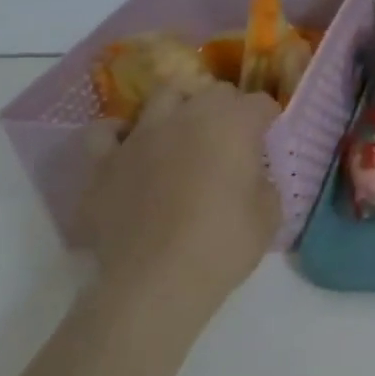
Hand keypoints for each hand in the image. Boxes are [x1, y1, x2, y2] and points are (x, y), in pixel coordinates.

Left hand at [78, 81, 281, 313]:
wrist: (154, 284)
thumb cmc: (222, 246)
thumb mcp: (269, 216)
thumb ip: (264, 184)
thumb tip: (252, 177)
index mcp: (233, 124)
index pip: (260, 103)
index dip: (268, 120)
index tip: (269, 140)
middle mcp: (187, 116)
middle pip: (214, 91)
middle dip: (228, 107)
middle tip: (232, 139)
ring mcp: (141, 136)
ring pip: (162, 96)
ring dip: (179, 108)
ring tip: (183, 133)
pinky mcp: (104, 163)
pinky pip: (105, 133)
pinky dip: (118, 135)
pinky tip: (129, 150)